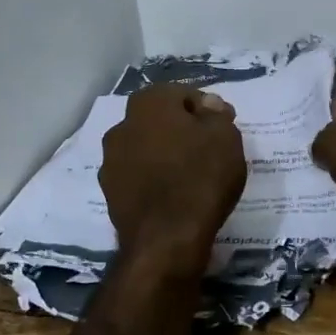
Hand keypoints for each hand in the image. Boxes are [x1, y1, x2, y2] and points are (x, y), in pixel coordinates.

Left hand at [99, 83, 247, 254]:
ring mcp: (111, 161)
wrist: (166, 240)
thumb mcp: (225, 136)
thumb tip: (207, 105)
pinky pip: (138, 177)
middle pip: (159, 120)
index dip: (206, 109)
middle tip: (208, 149)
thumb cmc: (201, 177)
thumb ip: (216, 114)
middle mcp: (122, 125)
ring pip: (146, 148)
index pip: (181, 94)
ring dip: (164, 155)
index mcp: (148, 103)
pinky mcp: (110, 193)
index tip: (223, 128)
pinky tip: (174, 195)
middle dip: (181, 130)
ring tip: (191, 175)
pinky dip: (154, 180)